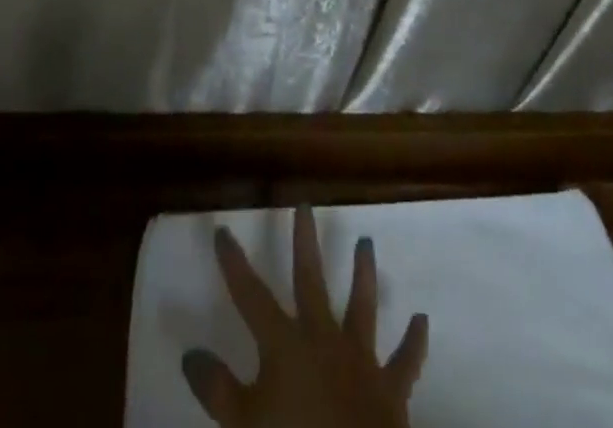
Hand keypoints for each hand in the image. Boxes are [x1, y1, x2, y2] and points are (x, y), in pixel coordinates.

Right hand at [183, 205, 428, 427]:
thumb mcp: (243, 425)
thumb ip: (218, 389)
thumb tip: (190, 352)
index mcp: (285, 344)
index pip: (250, 295)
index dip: (234, 263)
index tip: (223, 229)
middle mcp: (322, 338)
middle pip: (310, 280)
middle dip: (305, 243)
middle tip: (306, 205)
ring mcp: (360, 359)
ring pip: (362, 306)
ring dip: (364, 274)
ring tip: (366, 242)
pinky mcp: (390, 388)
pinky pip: (405, 362)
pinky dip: (414, 342)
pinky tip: (422, 320)